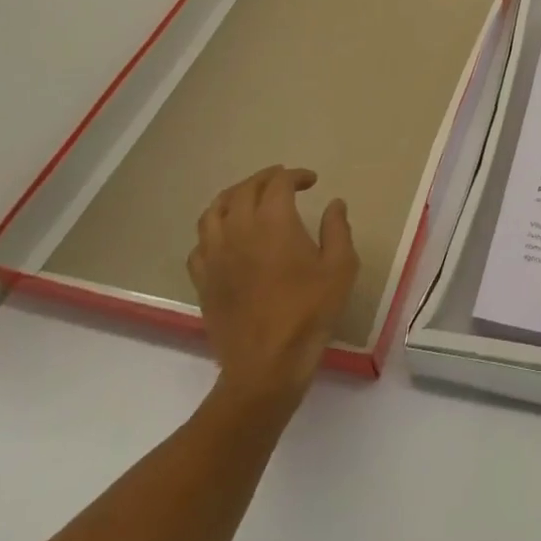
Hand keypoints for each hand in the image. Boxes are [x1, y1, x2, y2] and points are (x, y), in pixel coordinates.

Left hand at [186, 165, 357, 406]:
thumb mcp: (340, 268)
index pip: (279, 183)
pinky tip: (227, 238)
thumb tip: (334, 204)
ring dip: (234, 196)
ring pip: (214, 211)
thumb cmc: (309, 312)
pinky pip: (200, 243)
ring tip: (249, 199)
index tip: (311, 181)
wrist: (266, 365)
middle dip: (265, 178)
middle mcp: (239, 230)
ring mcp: (215, 255)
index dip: (295, 175)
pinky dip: (214, 230)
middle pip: (244, 189)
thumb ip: (338, 229)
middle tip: (283, 181)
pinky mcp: (203, 280)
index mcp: (273, 222)